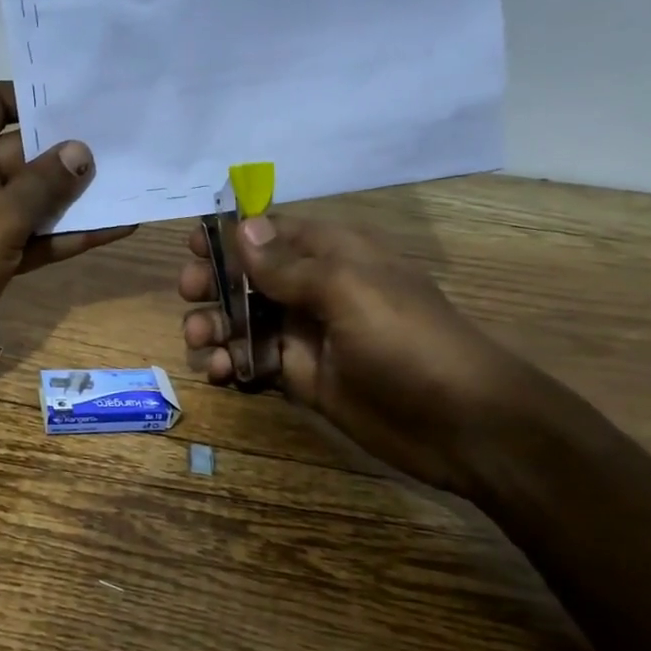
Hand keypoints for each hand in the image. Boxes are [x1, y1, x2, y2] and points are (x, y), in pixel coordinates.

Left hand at [0, 82, 133, 396]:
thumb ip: (42, 185)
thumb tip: (81, 150)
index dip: (35, 97)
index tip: (85, 99)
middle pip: (21, 152)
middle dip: (69, 150)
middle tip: (128, 141)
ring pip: (32, 199)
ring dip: (75, 196)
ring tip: (132, 181)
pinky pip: (33, 237)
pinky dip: (66, 235)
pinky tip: (115, 228)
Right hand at [179, 212, 533, 495]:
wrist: (461, 423)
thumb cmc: (406, 341)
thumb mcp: (347, 290)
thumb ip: (288, 264)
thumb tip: (242, 227)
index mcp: (332, 255)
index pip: (273, 232)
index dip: (232, 235)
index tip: (192, 245)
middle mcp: (314, 289)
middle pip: (249, 276)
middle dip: (214, 283)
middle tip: (190, 294)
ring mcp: (306, 335)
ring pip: (244, 320)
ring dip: (216, 326)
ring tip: (200, 341)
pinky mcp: (301, 377)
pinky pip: (253, 361)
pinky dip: (230, 364)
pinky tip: (220, 373)